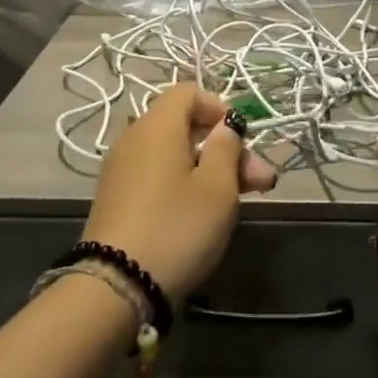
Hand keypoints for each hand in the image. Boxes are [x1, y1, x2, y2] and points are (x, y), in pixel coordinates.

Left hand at [83, 84, 276, 300]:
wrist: (116, 286)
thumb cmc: (176, 226)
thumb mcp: (217, 187)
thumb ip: (226, 148)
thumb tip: (225, 126)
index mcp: (157, 125)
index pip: (188, 92)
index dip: (219, 107)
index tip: (242, 138)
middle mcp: (134, 138)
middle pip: (185, 126)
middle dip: (226, 148)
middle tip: (262, 180)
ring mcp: (122, 170)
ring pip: (174, 155)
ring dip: (210, 170)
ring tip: (244, 199)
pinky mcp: (117, 199)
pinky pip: (157, 176)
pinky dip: (184, 184)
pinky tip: (206, 213)